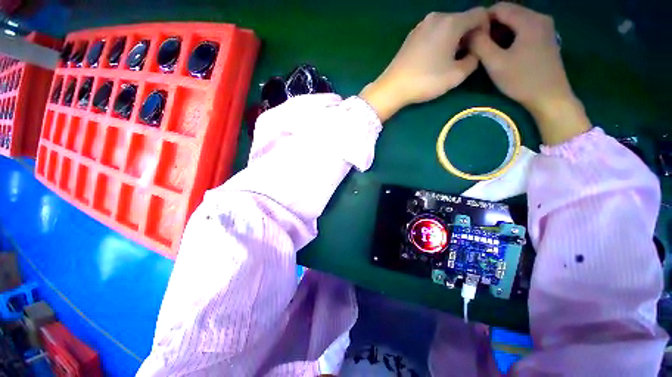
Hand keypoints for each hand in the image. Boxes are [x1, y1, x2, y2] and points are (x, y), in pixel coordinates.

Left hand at [361, 8, 487, 121]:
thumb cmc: (425, 81)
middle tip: (465, 57)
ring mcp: (422, 25)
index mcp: (451, 22)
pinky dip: (440, 40)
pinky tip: (434, 58)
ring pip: (448, 26)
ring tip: (448, 60)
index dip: (486, 28)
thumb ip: (474, 59)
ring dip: (454, 39)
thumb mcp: (456, 75)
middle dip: (469, 35)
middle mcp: (437, 17)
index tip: (481, 47)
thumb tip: (474, 51)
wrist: (392, 87)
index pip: (480, 14)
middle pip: (463, 19)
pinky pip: (434, 32)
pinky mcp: (412, 35)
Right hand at [470, 2, 589, 144]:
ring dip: (499, 33)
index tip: (471, 38)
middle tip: (478, 46)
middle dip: (490, 27)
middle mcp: (539, 17)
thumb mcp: (496, 63)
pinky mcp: (545, 38)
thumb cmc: (522, 80)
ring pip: (515, 22)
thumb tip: (468, 32)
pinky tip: (504, 52)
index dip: (482, 20)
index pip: (499, 8)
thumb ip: (480, 45)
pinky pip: (523, 30)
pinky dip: (510, 37)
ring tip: (488, 51)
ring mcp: (545, 27)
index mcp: (529, 20)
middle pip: (508, 13)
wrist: (550, 97)